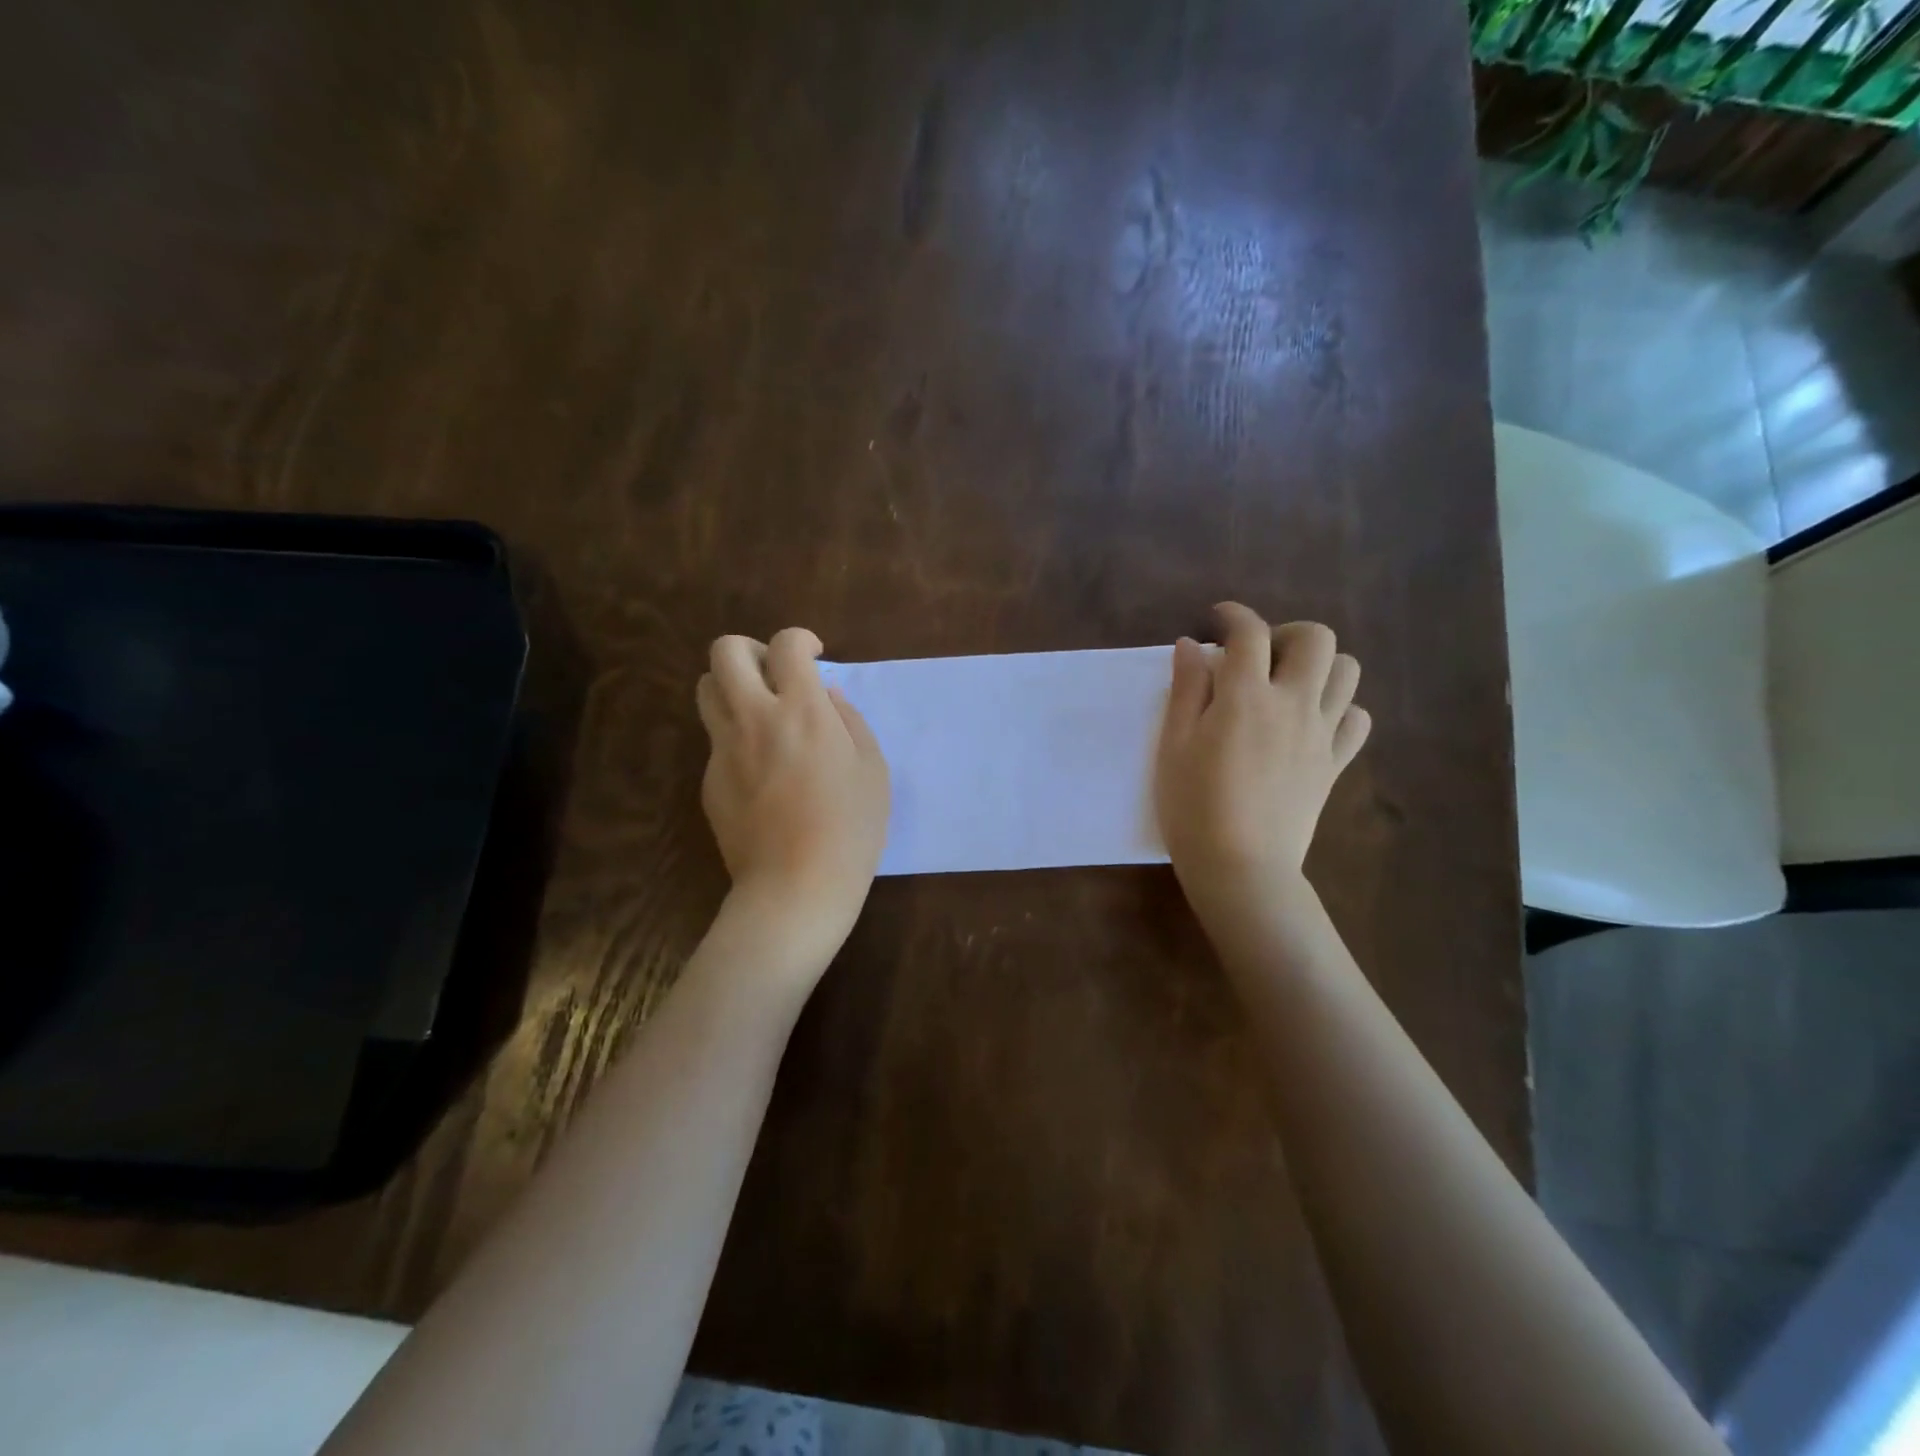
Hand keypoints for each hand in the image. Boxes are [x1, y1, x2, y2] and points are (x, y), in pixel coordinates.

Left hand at [696, 628, 889, 969]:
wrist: (795, 886)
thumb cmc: (850, 828)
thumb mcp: (872, 769)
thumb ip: (849, 721)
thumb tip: (826, 696)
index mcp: (802, 711)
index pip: (786, 645)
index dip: (800, 639)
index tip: (814, 655)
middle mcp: (754, 718)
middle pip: (725, 652)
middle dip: (750, 649)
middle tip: (775, 674)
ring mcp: (724, 750)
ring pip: (705, 690)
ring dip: (732, 686)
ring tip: (760, 712)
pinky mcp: (709, 780)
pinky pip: (715, 740)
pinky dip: (735, 737)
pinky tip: (762, 772)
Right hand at [1155, 603, 1370, 926]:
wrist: (1240, 867)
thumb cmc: (1192, 807)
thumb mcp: (1172, 746)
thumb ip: (1185, 690)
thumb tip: (1190, 646)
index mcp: (1245, 697)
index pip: (1249, 633)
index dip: (1233, 615)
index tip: (1217, 619)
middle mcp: (1292, 704)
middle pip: (1316, 639)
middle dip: (1286, 633)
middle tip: (1259, 656)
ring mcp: (1321, 734)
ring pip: (1348, 672)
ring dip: (1319, 666)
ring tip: (1288, 685)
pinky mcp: (1334, 764)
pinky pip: (1358, 720)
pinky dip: (1340, 709)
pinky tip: (1312, 722)